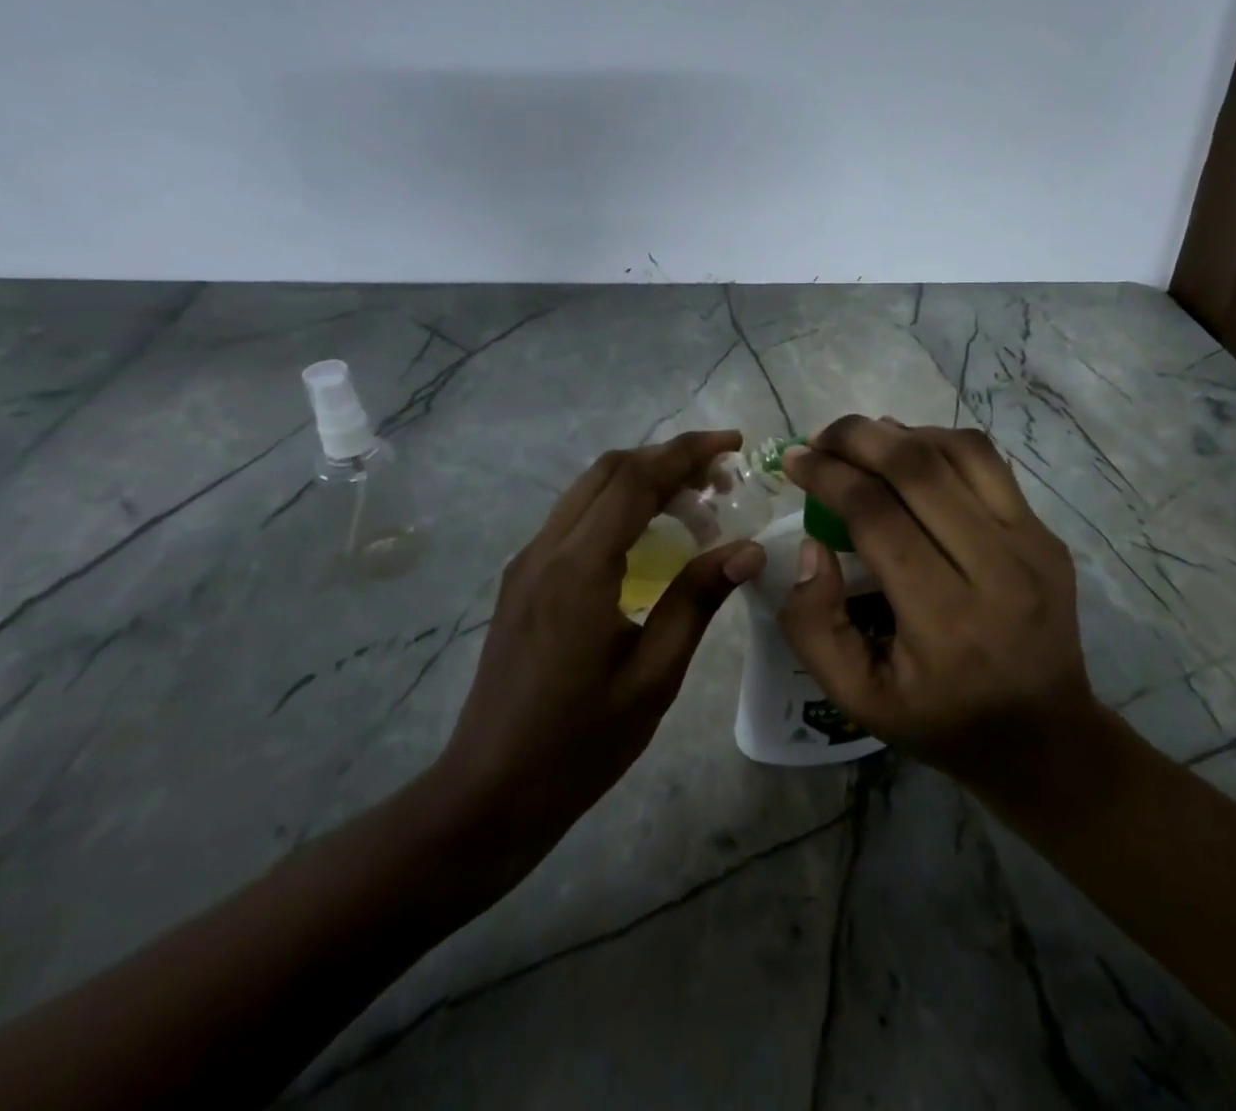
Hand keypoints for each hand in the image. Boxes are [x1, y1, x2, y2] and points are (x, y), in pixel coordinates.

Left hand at [433, 431, 766, 851]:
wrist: (489, 791)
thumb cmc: (580, 743)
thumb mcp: (653, 676)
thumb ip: (697, 601)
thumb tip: (746, 550)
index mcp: (580, 569)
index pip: (637, 479)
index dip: (688, 452)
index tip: (734, 444)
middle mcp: (546, 549)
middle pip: (610, 470)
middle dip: (669, 459)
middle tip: (721, 479)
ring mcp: (528, 562)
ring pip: (589, 489)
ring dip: (643, 479)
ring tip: (695, 503)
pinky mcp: (522, 580)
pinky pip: (575, 517)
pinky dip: (619, 505)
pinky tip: (650, 537)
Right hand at [778, 416, 1102, 799]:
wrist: (1045, 736)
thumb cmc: (941, 720)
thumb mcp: (856, 698)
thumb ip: (814, 625)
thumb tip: (811, 545)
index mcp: (944, 621)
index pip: (877, 517)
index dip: (828, 476)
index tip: (795, 460)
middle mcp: (996, 571)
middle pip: (918, 469)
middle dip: (857, 438)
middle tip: (820, 437)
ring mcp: (1032, 546)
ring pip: (959, 451)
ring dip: (900, 433)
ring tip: (862, 440)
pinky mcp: (1047, 534)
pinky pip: (988, 465)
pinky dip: (940, 444)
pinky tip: (910, 454)